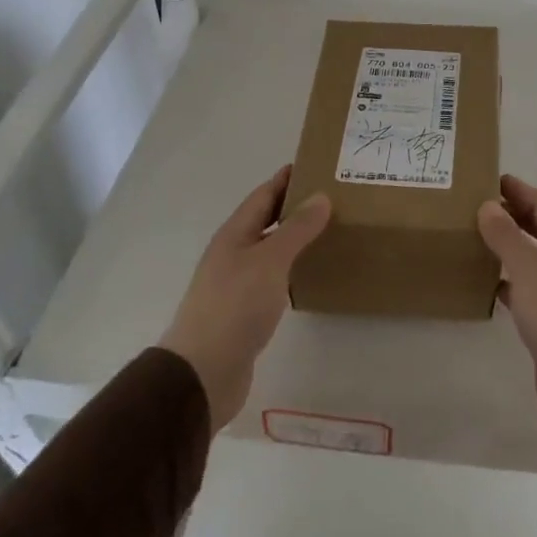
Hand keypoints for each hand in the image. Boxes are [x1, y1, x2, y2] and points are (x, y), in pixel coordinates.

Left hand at [160, 166, 330, 429]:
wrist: (203, 372)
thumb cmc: (235, 306)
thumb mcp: (270, 260)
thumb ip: (296, 229)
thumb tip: (320, 196)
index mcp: (235, 235)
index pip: (263, 196)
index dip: (286, 179)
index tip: (315, 164)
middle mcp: (233, 254)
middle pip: (265, 221)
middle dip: (294, 206)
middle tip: (332, 197)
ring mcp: (236, 284)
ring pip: (270, 250)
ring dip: (294, 238)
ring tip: (329, 230)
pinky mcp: (245, 312)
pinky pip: (273, 278)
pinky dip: (292, 268)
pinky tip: (310, 274)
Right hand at [478, 175, 536, 446]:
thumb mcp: (529, 269)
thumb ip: (506, 236)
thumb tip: (488, 205)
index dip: (518, 189)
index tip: (487, 179)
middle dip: (510, 214)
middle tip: (472, 206)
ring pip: (527, 259)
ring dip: (504, 246)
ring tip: (470, 238)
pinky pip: (521, 290)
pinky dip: (503, 281)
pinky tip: (482, 284)